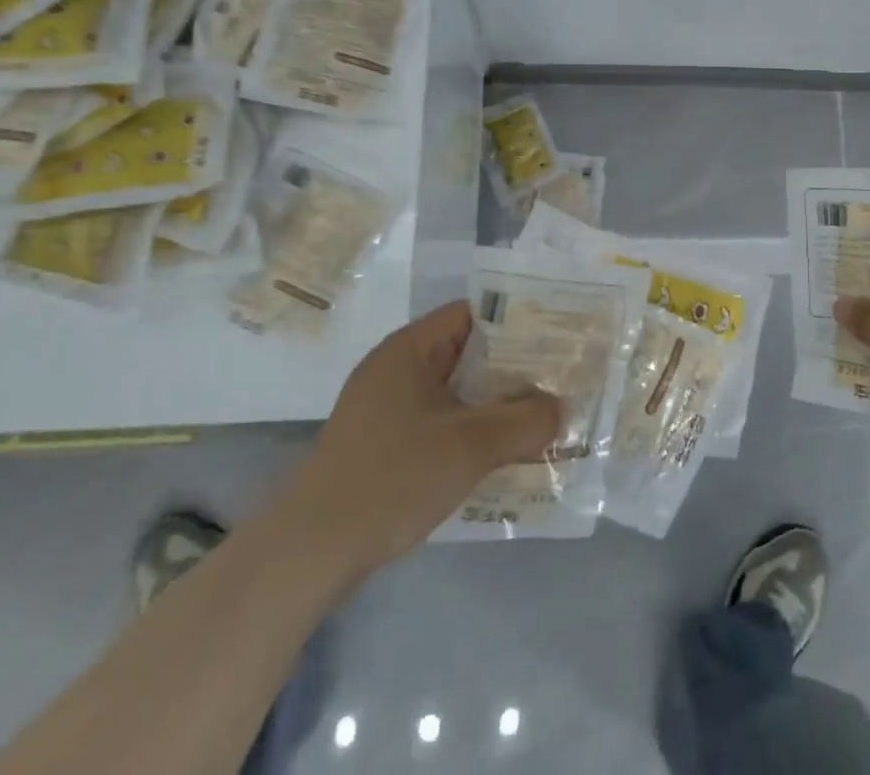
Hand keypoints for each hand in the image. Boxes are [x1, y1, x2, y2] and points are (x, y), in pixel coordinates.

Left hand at [267, 302, 562, 583]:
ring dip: (494, 406)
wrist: (308, 554)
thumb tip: (561, 409)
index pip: (472, 315)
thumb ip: (523, 422)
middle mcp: (397, 369)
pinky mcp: (383, 445)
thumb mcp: (468, 447)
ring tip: (541, 419)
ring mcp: (386, 409)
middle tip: (559, 382)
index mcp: (409, 350)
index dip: (516, 323)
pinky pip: (439, 423)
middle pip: (467, 354)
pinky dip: (470, 432)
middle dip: (513, 370)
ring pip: (455, 393)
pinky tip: (500, 455)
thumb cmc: (390, 479)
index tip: (556, 340)